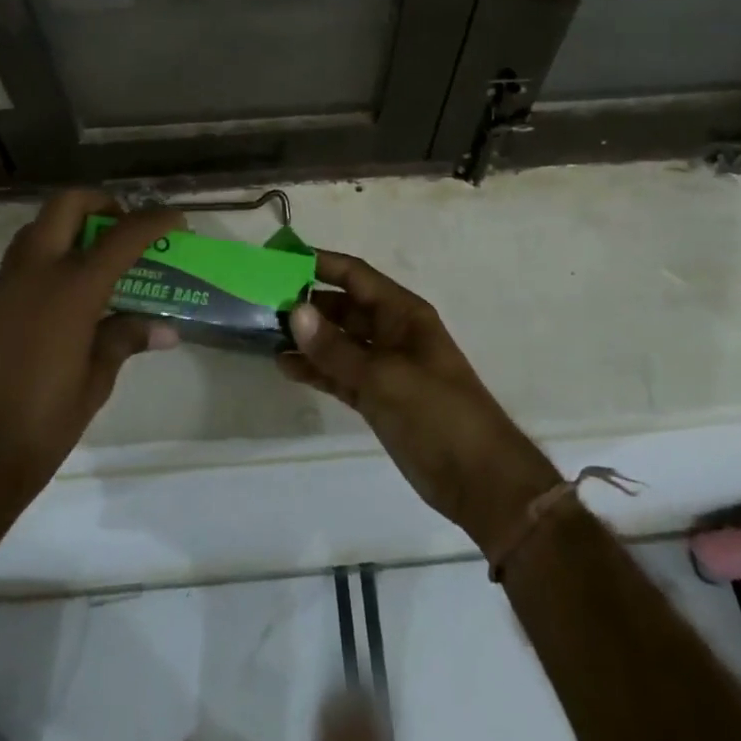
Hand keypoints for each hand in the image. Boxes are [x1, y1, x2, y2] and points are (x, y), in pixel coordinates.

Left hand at [0, 190, 181, 525]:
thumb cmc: (42, 426)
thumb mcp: (95, 383)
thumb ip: (125, 340)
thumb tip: (164, 329)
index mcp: (72, 291)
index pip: (122, 236)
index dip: (153, 220)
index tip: (175, 219)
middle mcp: (34, 274)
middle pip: (66, 205)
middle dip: (100, 203)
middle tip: (122, 228)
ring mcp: (2, 288)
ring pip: (36, 230)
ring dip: (68, 228)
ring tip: (95, 261)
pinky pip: (18, 264)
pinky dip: (46, 261)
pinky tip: (61, 301)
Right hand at [279, 251, 558, 553]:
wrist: (479, 480)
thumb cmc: (438, 413)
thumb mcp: (384, 377)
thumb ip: (336, 347)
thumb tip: (294, 311)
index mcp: (402, 313)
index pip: (355, 275)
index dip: (319, 263)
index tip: (279, 260)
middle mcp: (391, 332)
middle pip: (343, 306)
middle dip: (306, 302)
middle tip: (261, 303)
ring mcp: (384, 366)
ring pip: (338, 341)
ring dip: (307, 338)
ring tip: (265, 335)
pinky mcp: (377, 397)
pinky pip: (340, 373)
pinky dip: (316, 369)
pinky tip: (285, 367)